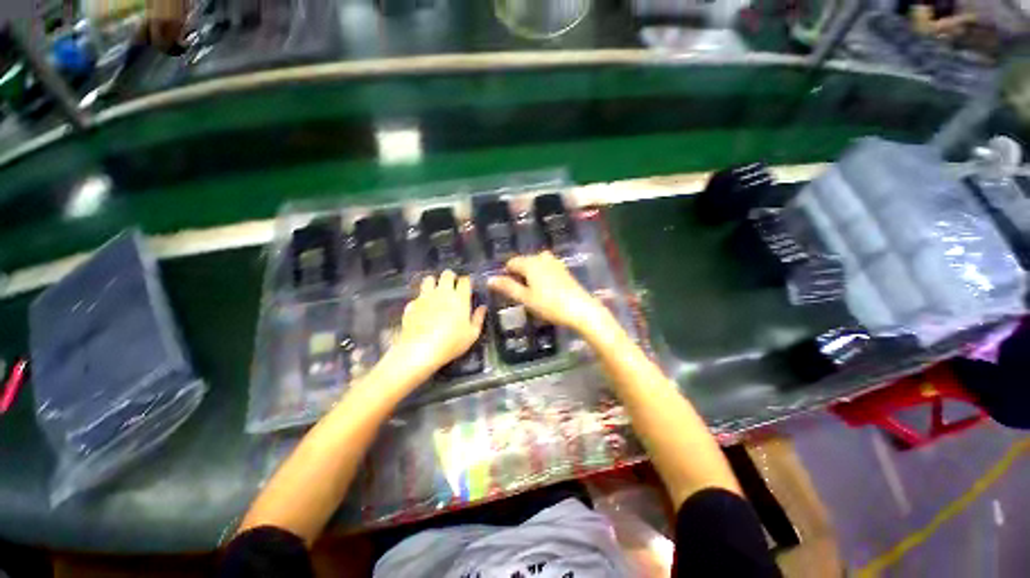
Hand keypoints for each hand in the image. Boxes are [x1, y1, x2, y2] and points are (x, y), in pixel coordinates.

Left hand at [390, 270, 485, 374]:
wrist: (419, 351)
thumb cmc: (450, 343)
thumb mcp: (471, 335)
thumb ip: (478, 318)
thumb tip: (482, 308)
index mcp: (460, 298)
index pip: (465, 280)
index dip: (467, 281)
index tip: (468, 287)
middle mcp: (442, 293)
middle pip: (447, 274)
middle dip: (451, 277)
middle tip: (453, 287)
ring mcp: (425, 297)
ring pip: (429, 279)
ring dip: (434, 283)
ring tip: (436, 292)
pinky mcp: (412, 304)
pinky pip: (417, 296)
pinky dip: (421, 299)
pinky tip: (423, 308)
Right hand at [488, 252, 610, 334]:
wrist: (580, 309)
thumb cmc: (549, 304)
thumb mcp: (525, 298)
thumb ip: (507, 287)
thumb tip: (489, 279)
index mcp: (530, 262)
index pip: (511, 263)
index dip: (506, 274)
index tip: (507, 290)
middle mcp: (542, 257)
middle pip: (524, 262)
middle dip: (519, 275)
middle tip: (520, 294)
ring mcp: (555, 262)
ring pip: (535, 265)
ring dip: (530, 276)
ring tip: (532, 293)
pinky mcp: (564, 269)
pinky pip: (546, 268)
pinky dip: (541, 276)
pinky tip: (545, 291)